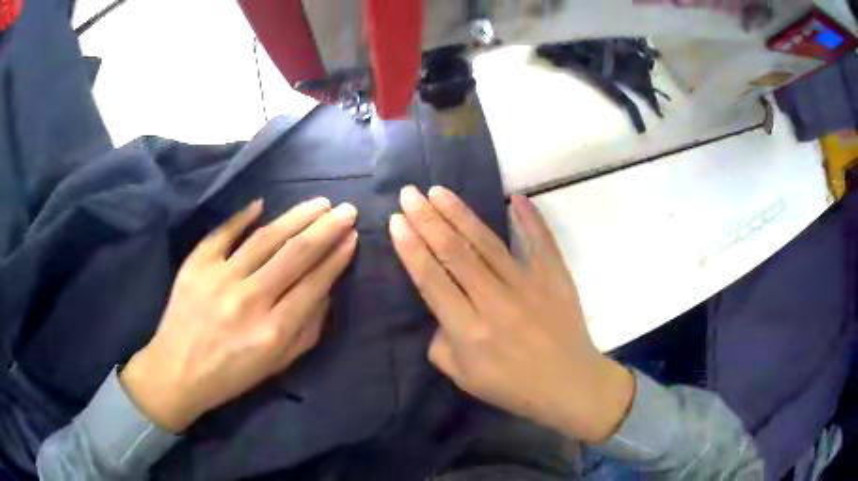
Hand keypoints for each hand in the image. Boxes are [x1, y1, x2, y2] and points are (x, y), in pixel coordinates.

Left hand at [121, 198, 357, 432]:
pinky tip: (263, 203)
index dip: (337, 257)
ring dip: (296, 216)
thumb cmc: (232, 374)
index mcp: (273, 331)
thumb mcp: (278, 364)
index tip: (353, 236)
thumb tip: (325, 290)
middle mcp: (250, 299)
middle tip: (346, 209)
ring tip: (318, 203)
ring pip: (266, 237)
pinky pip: (224, 232)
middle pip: (295, 253)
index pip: (314, 283)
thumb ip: (308, 330)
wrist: (177, 370)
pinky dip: (243, 215)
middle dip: (326, 228)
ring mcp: (220, 277)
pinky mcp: (197, 264)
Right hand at [390, 186, 633, 442]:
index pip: (431, 279)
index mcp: (468, 330)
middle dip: (427, 219)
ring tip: (439, 191)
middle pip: (455, 252)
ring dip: (460, 213)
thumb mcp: (462, 377)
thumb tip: (441, 310)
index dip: (411, 248)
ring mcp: (528, 285)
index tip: (396, 220)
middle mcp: (495, 301)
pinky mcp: (555, 277)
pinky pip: (541, 241)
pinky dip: (530, 218)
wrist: (569, 385)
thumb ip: (441, 342)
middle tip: (409, 194)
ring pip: (488, 242)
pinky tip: (515, 197)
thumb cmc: (513, 386)